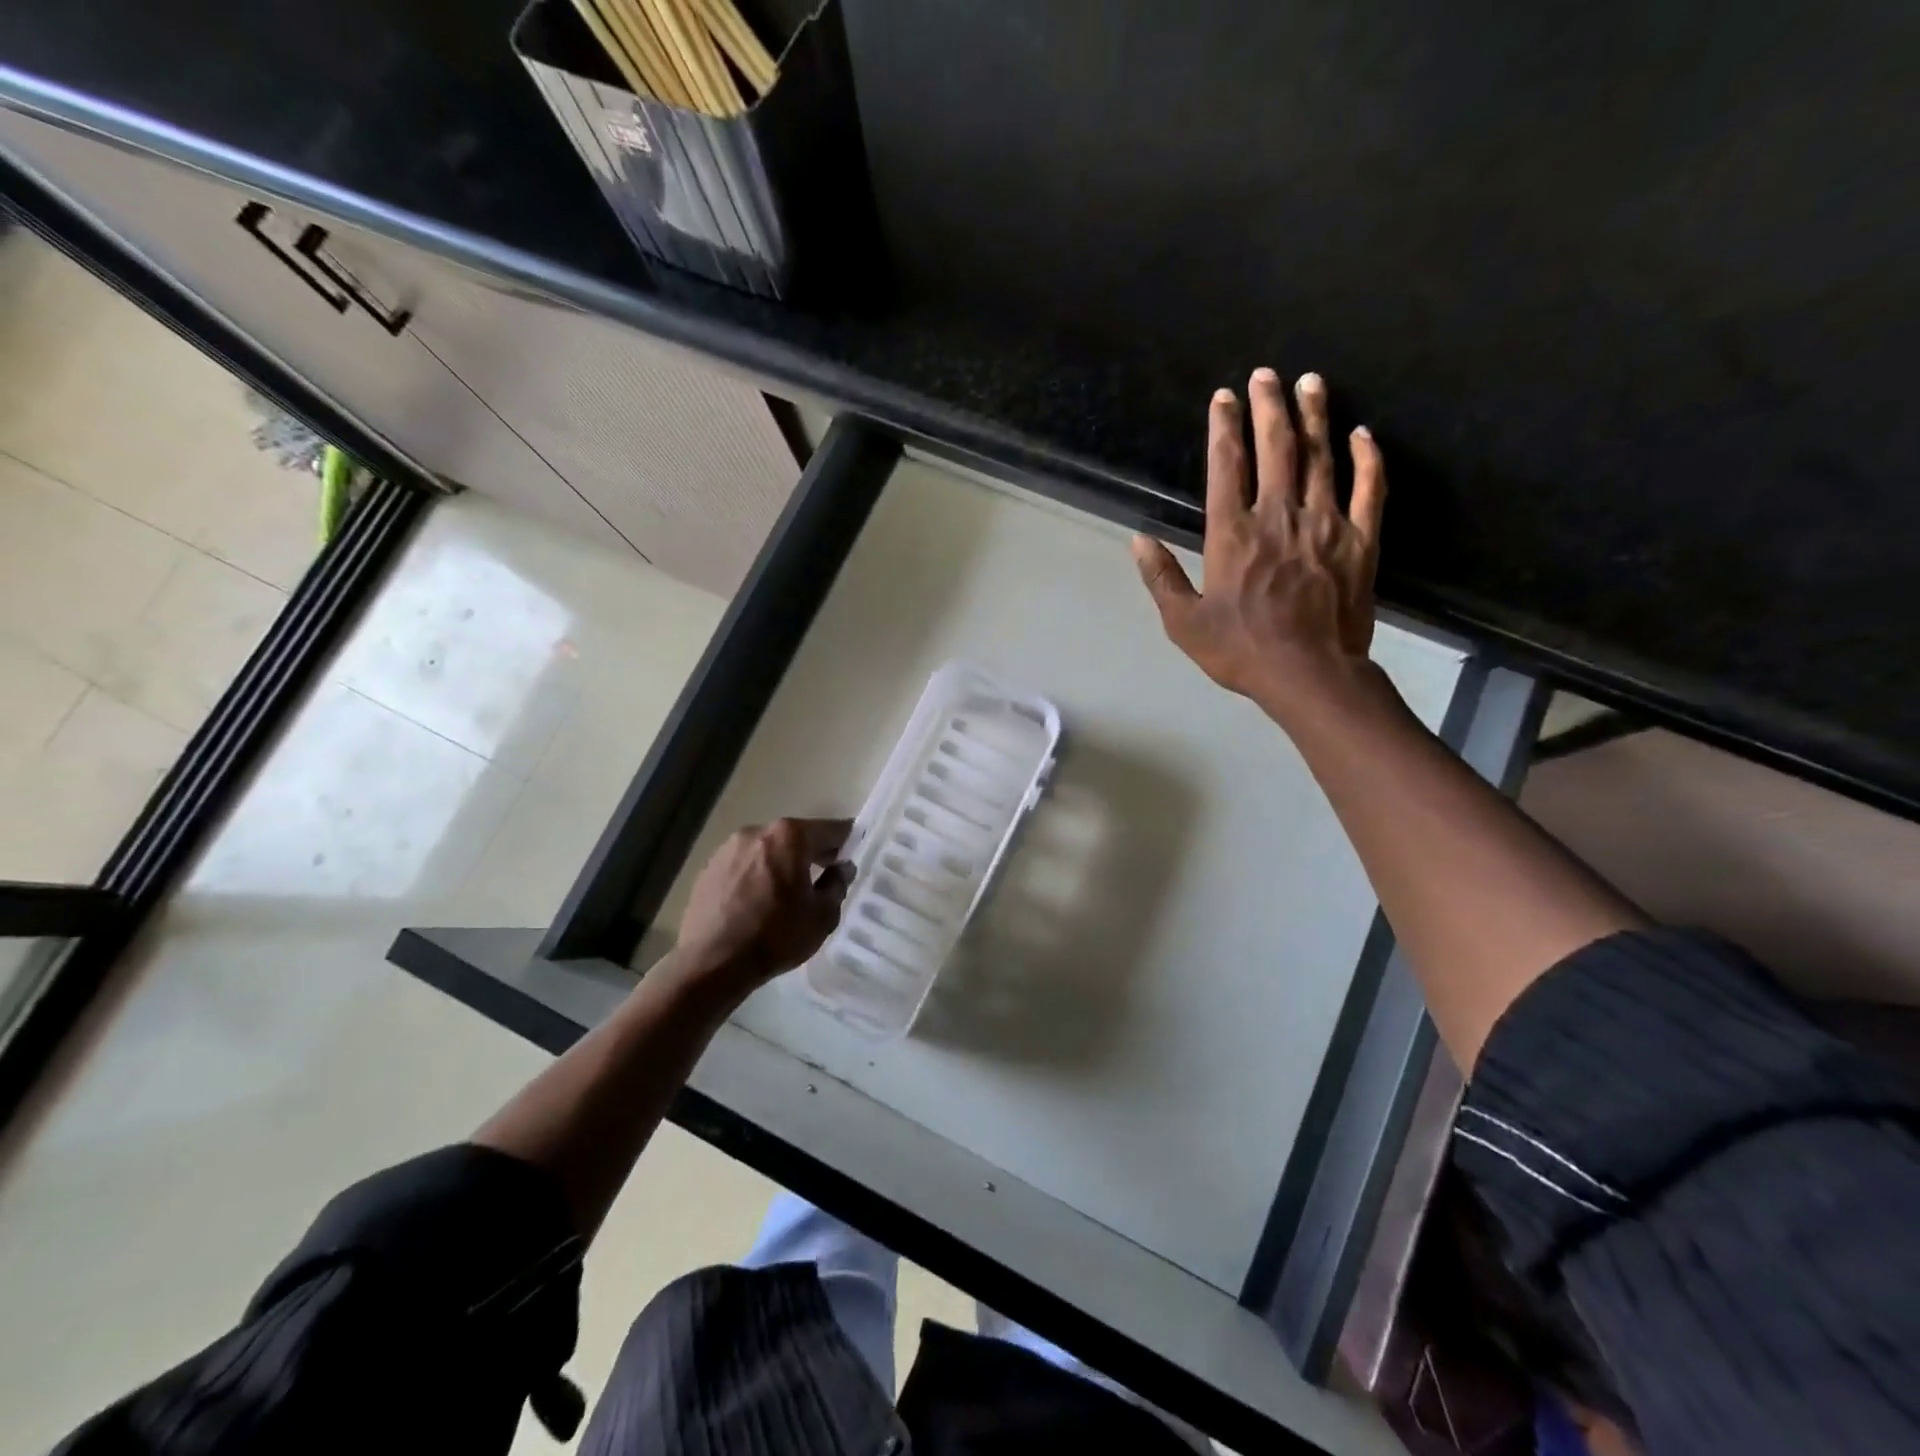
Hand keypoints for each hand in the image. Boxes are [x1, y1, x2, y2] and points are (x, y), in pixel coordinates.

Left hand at [677, 818, 851, 989]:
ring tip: (787, 893)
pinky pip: (744, 865)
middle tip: (825, 876)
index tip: (853, 854)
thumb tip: (841, 868)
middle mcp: (757, 832)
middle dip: (812, 852)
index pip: (830, 829)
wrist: (712, 963)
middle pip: (795, 837)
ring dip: (781, 863)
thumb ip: (838, 884)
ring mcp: (728, 848)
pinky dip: (756, 875)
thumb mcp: (823, 915)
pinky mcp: (708, 868)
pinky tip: (758, 902)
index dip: (847, 841)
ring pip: (767, 850)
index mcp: (790, 836)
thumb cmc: (776, 936)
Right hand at [1131, 369, 1385, 724]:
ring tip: (1311, 382)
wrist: (1309, 673)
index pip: (1226, 467)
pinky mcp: (1361, 541)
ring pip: (1321, 458)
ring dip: (1315, 417)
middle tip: (1266, 374)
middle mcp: (1279, 517)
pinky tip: (1363, 434)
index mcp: (1233, 534)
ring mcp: (1325, 525)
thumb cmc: (1240, 650)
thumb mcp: (1184, 622)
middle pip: (1275, 448)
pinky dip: (1367, 459)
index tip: (1223, 397)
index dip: (1223, 428)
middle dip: (1269, 406)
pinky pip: (1369, 490)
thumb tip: (1138, 540)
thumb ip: (1161, 578)